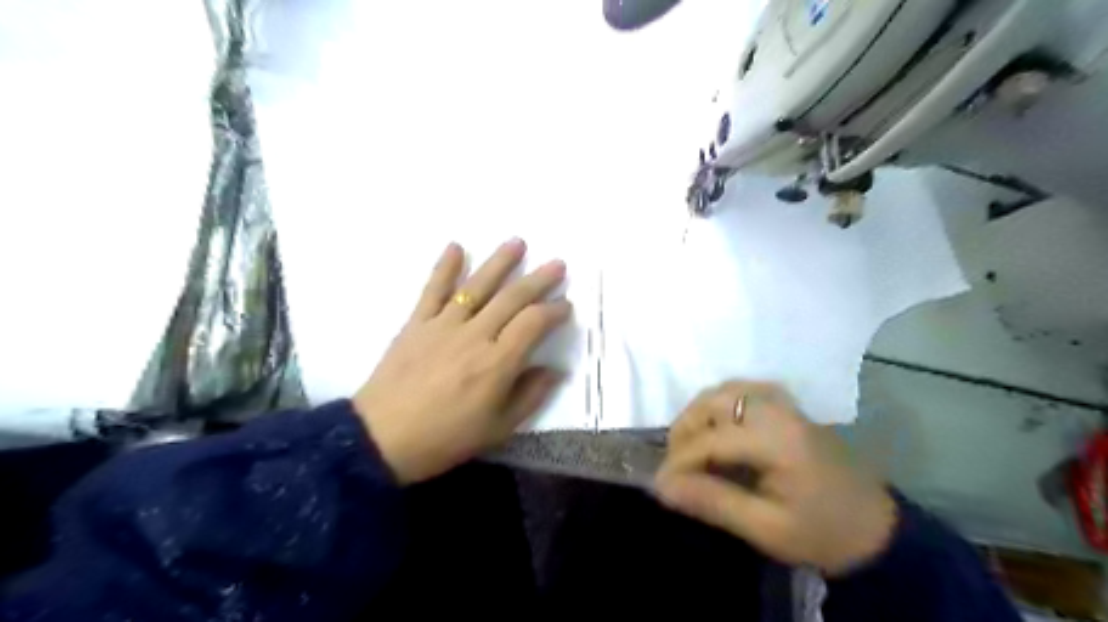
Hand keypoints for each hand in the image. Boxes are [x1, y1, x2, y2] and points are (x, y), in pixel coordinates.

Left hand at [354, 238, 571, 485]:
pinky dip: (444, 267)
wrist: (381, 439)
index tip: (566, 305)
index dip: (554, 311)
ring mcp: (444, 325)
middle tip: (557, 264)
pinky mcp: (417, 323)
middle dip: (538, 280)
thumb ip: (530, 396)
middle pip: (512, 298)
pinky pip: (433, 290)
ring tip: (517, 242)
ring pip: (477, 286)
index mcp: (497, 363)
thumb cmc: (445, 438)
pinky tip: (456, 246)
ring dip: (499, 262)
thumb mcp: (498, 429)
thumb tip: (554, 370)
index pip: (533, 324)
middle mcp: (475, 335)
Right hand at [652, 381, 894, 576]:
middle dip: (685, 429)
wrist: (878, 529)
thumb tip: (663, 486)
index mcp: (776, 439)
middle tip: (675, 463)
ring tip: (691, 445)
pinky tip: (717, 425)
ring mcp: (784, 403)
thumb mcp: (767, 529)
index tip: (661, 485)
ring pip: (725, 389)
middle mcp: (776, 410)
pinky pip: (742, 390)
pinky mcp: (788, 406)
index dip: (679, 460)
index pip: (710, 439)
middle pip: (713, 401)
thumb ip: (713, 502)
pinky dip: (720, 403)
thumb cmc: (823, 533)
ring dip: (699, 413)